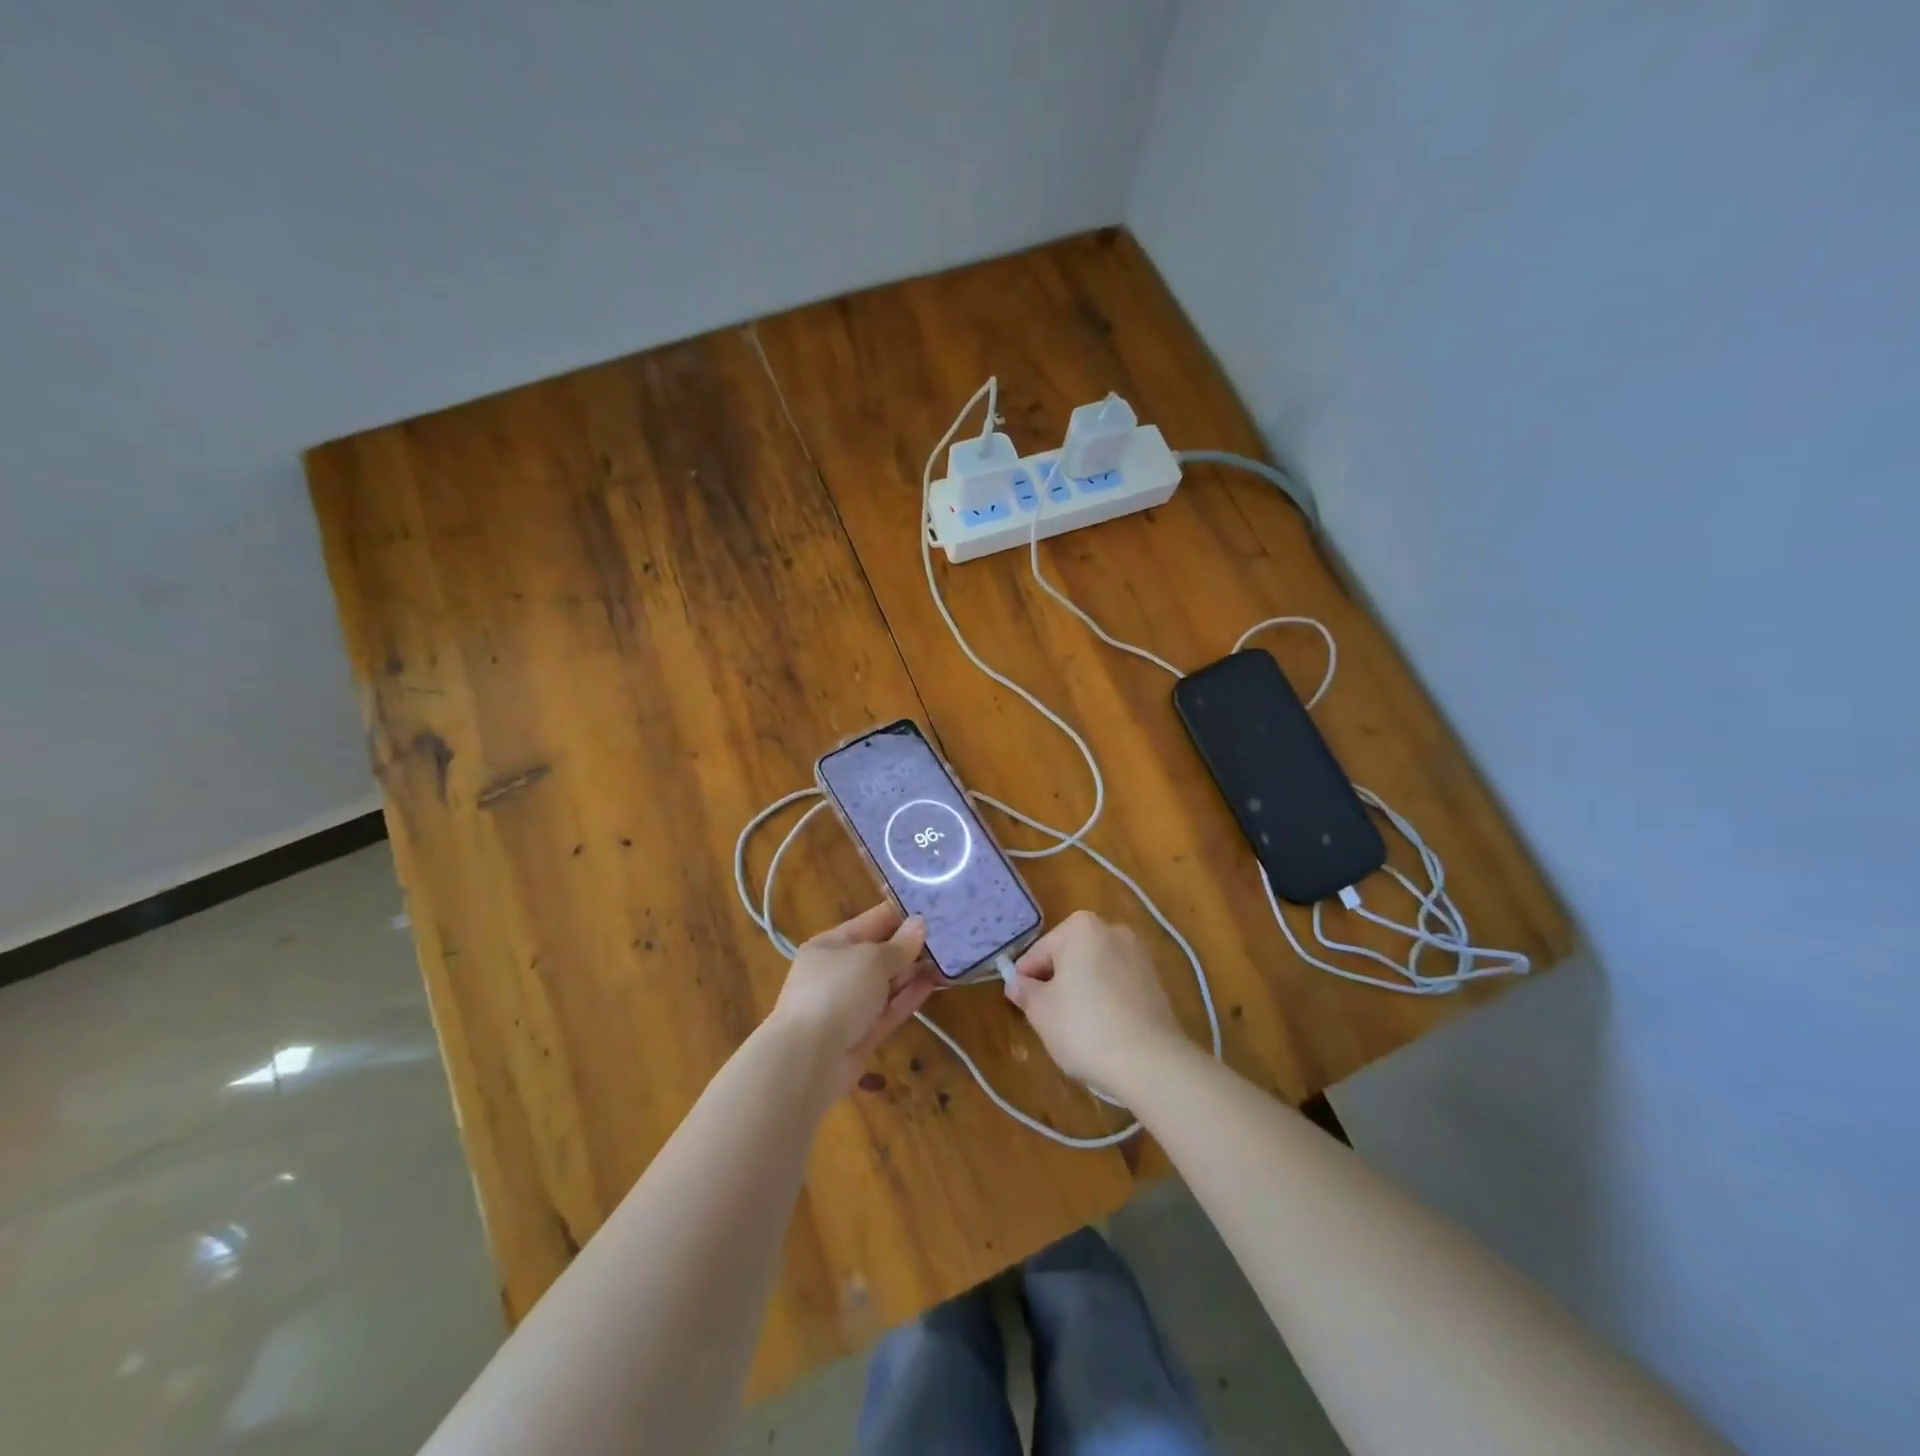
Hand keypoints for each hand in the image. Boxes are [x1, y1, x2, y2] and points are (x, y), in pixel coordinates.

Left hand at [769, 903, 936, 1094]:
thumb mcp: (871, 960)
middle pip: (881, 952)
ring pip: (888, 982)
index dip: (902, 914)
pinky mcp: (863, 1033)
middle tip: (951, 934)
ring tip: (950, 958)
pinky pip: (890, 1008)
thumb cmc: (836, 992)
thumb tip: (919, 923)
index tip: (936, 908)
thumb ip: (899, 945)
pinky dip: (910, 996)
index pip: (872, 921)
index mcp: (832, 944)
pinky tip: (935, 983)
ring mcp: (850, 1004)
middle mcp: (839, 971)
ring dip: (914, 971)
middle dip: (912, 945)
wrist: (808, 1060)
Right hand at [1005, 910, 1184, 1094]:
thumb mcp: (1041, 1011)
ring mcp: (1139, 954)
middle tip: (1048, 1019)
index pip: (1038, 953)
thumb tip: (1016, 983)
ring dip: (1081, 991)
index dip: (1026, 981)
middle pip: (1068, 957)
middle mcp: (1112, 930)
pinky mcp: (1156, 981)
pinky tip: (1103, 1030)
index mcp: (1080, 927)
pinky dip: (1106, 1000)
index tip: (1023, 1007)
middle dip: (1056, 983)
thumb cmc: (1085, 1028)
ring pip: (1094, 971)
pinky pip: (1117, 985)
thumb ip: (1024, 991)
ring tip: (1076, 1028)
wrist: (1151, 1062)